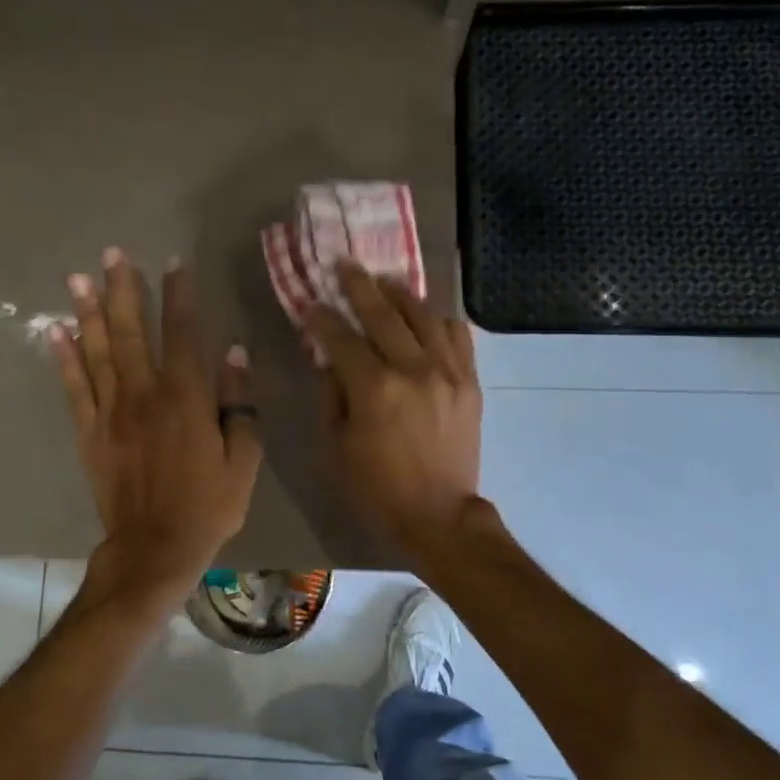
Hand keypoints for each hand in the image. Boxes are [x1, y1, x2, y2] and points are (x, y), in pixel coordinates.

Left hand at [51, 249, 262, 600]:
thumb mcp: (242, 461)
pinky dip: (64, 358)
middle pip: (132, 331)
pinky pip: (74, 388)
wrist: (154, 548)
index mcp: (186, 399)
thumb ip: (238, 406)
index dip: (179, 295)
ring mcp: (111, 413)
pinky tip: (56, 332)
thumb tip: (233, 356)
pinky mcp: (89, 433)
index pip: (183, 334)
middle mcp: (145, 395)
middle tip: (112, 254)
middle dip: (123, 289)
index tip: (174, 263)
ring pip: (98, 351)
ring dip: (88, 312)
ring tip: (77, 278)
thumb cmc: (207, 507)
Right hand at [306, 259, 483, 558]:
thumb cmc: (376, 488)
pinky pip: (457, 335)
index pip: (341, 338)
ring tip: (385, 281)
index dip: (321, 317)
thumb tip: (331, 360)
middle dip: (358, 285)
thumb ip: (332, 396)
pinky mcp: (469, 381)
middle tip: (345, 265)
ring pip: (424, 315)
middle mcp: (413, 369)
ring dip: (401, 293)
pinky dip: (439, 318)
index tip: (309, 303)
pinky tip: (426, 314)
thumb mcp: (336, 446)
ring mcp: (447, 372)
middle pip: (383, 313)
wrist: (438, 514)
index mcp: (374, 389)